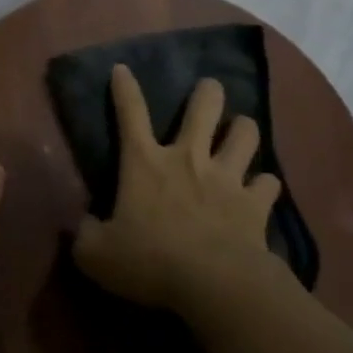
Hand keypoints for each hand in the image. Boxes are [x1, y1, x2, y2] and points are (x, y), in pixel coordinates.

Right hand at [72, 67, 281, 314]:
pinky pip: (268, 183)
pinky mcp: (256, 203)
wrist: (214, 283)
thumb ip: (86, 235)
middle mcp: (188, 159)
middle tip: (210, 88)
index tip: (122, 68)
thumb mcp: (96, 255)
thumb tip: (84, 225)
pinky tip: (261, 190)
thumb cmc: (150, 262)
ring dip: (243, 129)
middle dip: (208, 92)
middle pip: (204, 108)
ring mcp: (226, 177)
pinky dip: (264, 185)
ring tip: (241, 131)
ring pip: (245, 133)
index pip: (130, 114)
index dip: (124, 89)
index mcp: (145, 164)